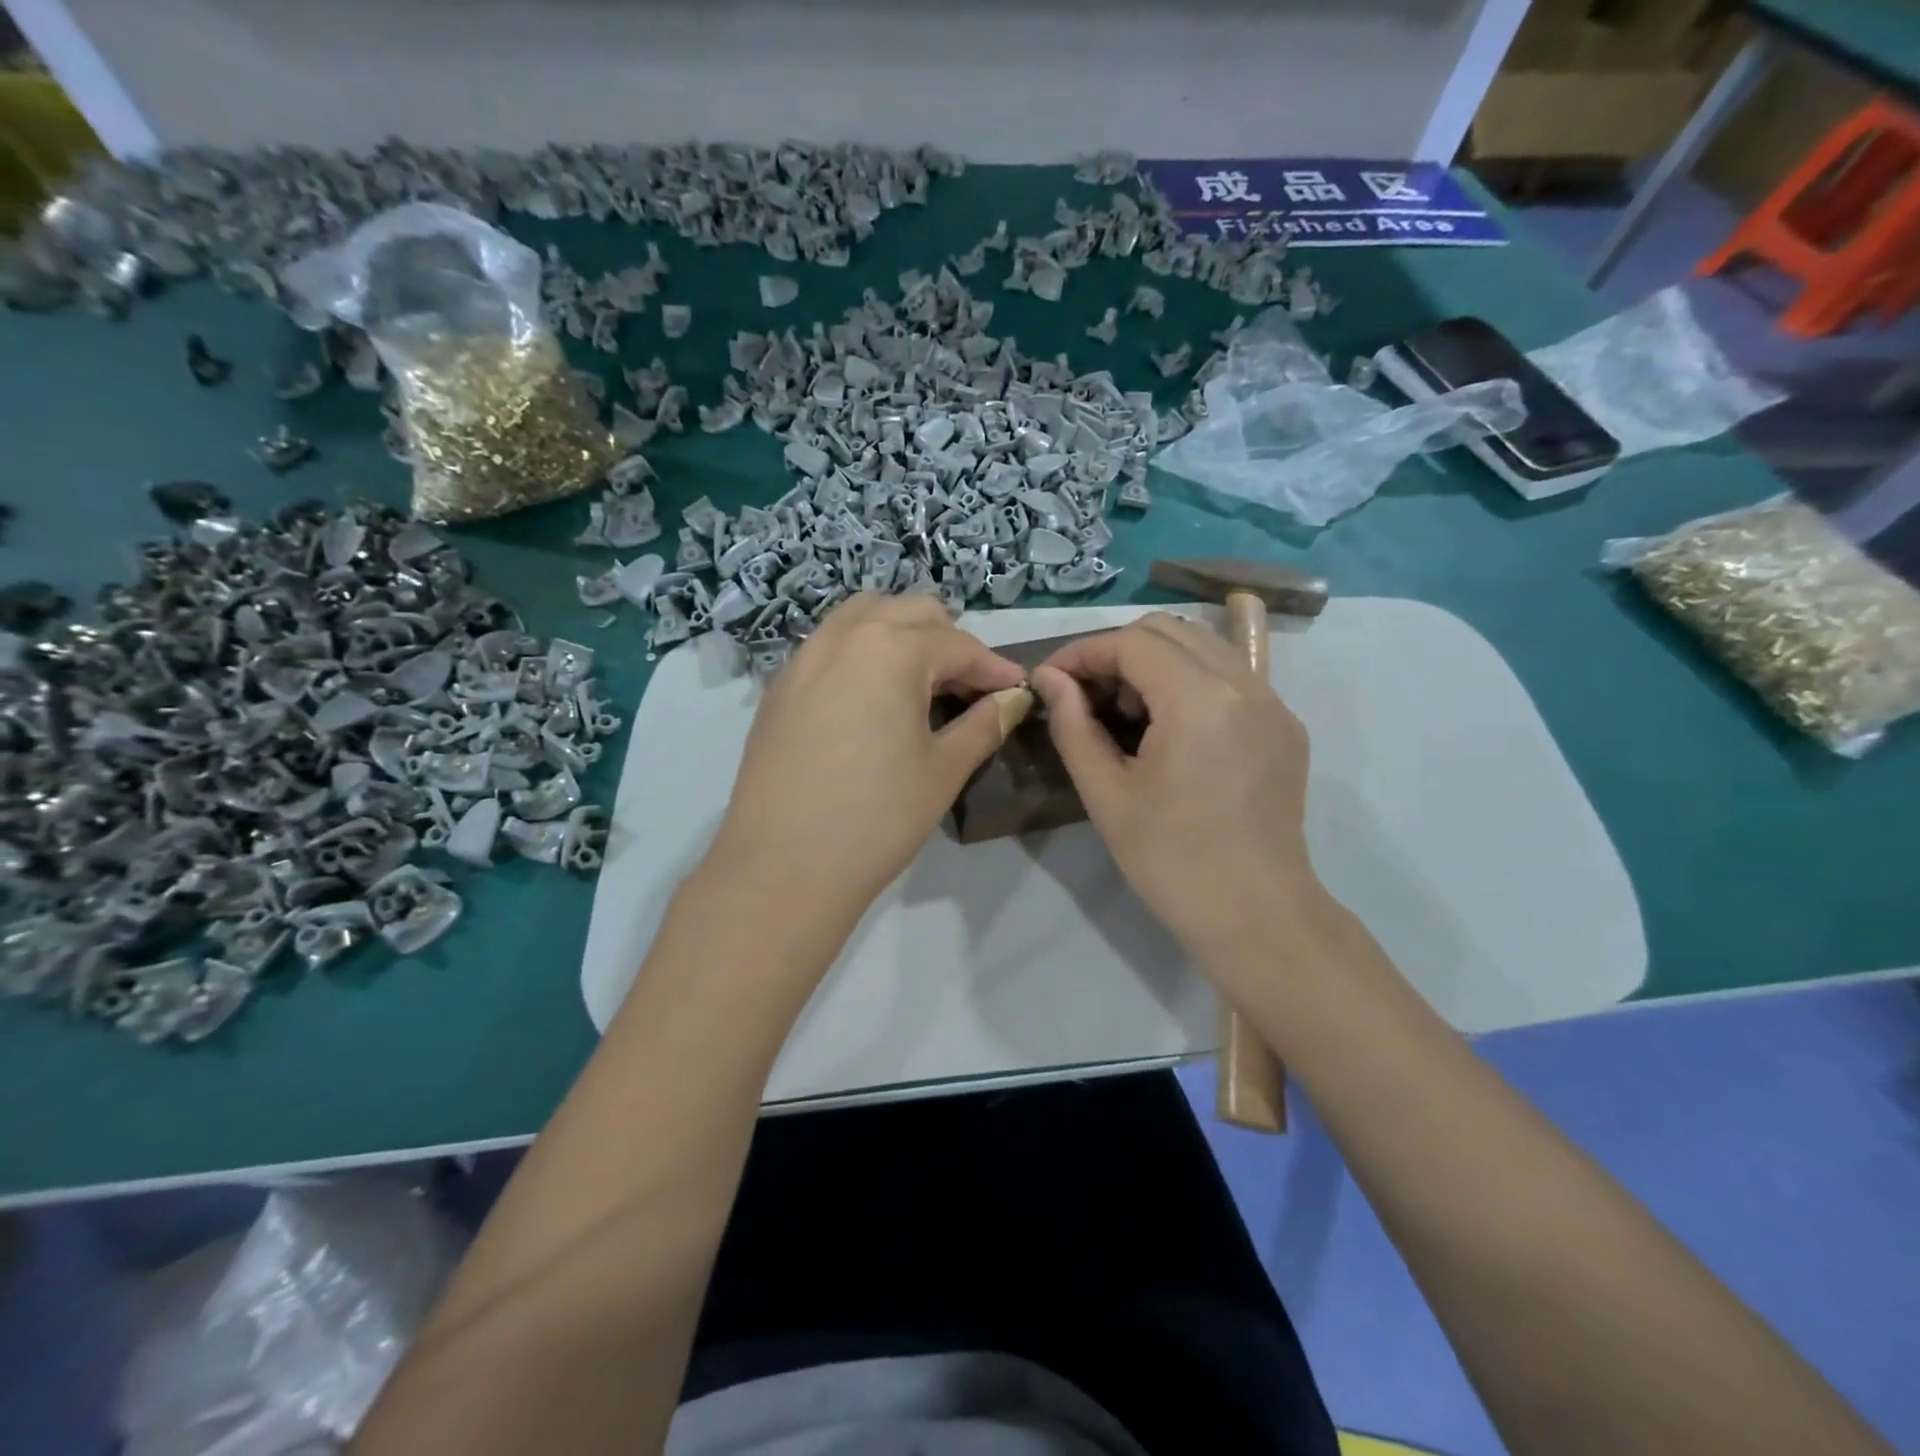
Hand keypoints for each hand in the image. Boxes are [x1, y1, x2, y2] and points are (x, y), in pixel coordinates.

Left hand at [705, 593, 1027, 941]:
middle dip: (950, 640)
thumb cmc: (876, 818)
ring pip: (864, 616)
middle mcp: (844, 636)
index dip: (995, 668)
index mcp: (891, 649)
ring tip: (922, 680)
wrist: (782, 868)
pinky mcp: (780, 686)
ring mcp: (804, 657)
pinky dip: (862, 650)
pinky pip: (830, 644)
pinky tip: (872, 697)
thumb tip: (1013, 699)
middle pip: (910, 612)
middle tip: (970, 687)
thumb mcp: (943, 770)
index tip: (1018, 691)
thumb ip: (984, 723)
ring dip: (902, 633)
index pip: (959, 645)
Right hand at [1031, 613, 1321, 971]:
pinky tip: (1169, 722)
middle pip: (1169, 630)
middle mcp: (1244, 685)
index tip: (1050, 679)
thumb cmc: (1171, 862)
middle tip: (1085, 695)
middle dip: (1117, 651)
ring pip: (1203, 645)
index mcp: (1199, 701)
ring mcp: (1273, 702)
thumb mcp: (1107, 795)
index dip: (1082, 653)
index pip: (1132, 643)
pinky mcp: (1285, 724)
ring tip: (1125, 711)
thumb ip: (1073, 725)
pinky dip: (1190, 679)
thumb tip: (1049, 679)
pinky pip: (1232, 674)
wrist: (1256, 916)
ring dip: (1154, 661)